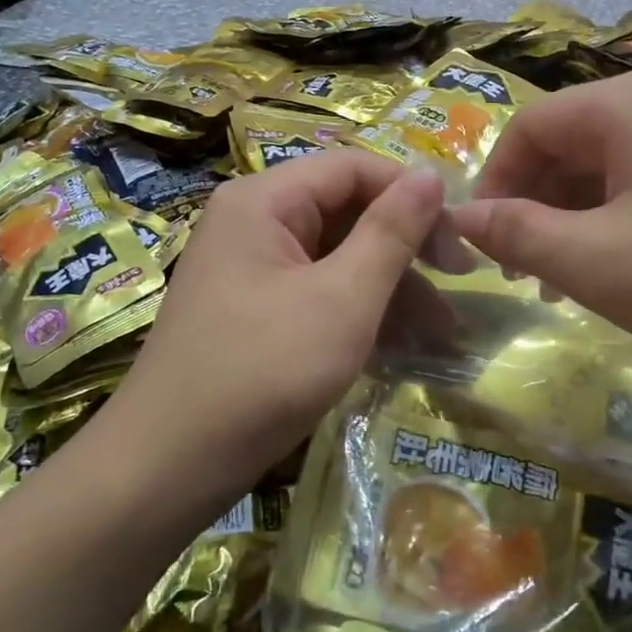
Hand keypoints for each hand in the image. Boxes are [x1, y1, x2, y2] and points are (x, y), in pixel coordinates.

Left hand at [98, 151, 446, 514]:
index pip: (353, 168)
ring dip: (392, 289)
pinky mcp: (256, 313)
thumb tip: (431, 176)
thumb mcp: (342, 299)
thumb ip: (391, 233)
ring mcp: (252, 271)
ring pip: (337, 259)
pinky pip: (318, 294)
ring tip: (444, 332)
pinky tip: (403, 345)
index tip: (459, 238)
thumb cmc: (264, 370)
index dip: (411, 194)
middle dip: (407, 248)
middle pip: (346, 212)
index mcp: (264, 201)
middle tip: (459, 282)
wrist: (172, 463)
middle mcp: (253, 224)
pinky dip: (360, 313)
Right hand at [451, 69, 631, 376]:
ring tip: (569, 282)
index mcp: (623, 106)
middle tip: (525, 271)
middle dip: (535, 207)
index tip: (484, 242)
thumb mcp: (593, 259)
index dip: (494, 184)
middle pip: (570, 145)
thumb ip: (517, 234)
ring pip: (612, 171)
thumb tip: (462, 214)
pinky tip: (630, 271)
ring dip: (576, 221)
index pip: (528, 128)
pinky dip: (623, 224)